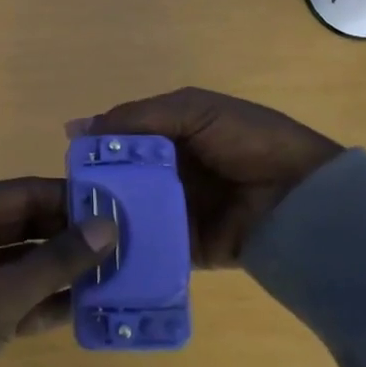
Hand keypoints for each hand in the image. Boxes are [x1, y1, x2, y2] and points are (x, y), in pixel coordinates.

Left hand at [0, 178, 116, 366]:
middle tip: (120, 243)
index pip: (23, 193)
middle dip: (68, 236)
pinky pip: (11, 288)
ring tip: (112, 272)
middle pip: (24, 223)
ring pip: (20, 258)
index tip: (115, 208)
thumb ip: (57, 260)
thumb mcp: (2, 295)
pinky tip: (84, 305)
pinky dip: (41, 296)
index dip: (69, 200)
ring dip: (59, 268)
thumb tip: (109, 227)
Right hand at [82, 88, 343, 268]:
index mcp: (169, 136)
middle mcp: (168, 174)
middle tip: (64, 203)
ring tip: (74, 233)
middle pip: (120, 181)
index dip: (94, 150)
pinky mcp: (185, 248)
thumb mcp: (192, 110)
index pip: (119, 142)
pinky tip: (100, 256)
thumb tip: (75, 128)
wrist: (302, 195)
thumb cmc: (248, 140)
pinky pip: (149, 248)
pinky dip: (128, 250)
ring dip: (106, 220)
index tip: (67, 162)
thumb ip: (137, 117)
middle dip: (94, 189)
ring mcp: (175, 213)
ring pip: (130, 215)